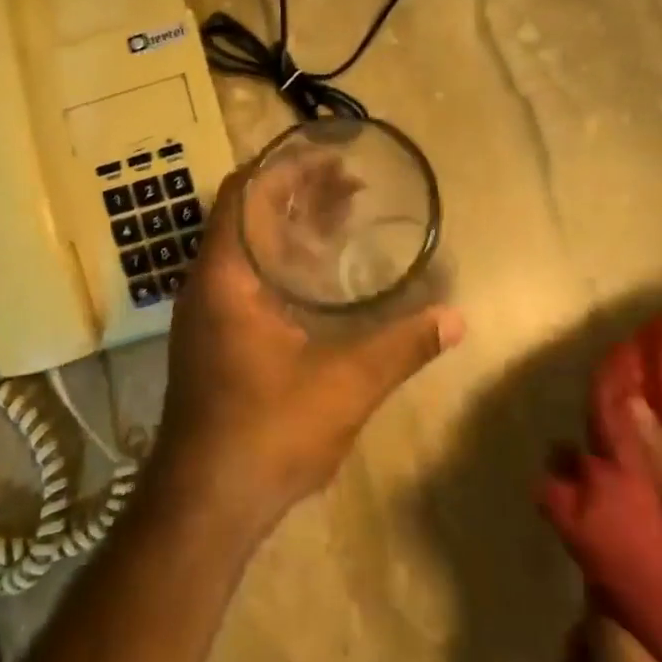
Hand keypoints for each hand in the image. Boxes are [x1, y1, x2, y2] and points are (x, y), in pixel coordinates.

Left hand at [153, 165, 464, 540]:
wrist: (205, 502)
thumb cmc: (267, 431)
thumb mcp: (345, 384)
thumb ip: (402, 346)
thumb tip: (457, 318)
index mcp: (224, 277)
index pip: (244, 194)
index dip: (284, 168)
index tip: (331, 159)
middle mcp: (205, 287)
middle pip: (246, 218)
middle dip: (295, 197)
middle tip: (351, 188)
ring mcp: (203, 317)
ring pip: (244, 253)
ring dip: (287, 233)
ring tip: (339, 222)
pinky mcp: (210, 344)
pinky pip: (243, 283)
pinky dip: (278, 268)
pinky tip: (315, 284)